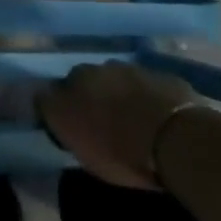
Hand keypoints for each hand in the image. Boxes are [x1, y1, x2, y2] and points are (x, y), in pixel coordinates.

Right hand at [36, 61, 202, 189]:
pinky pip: (147, 87)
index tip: (68, 126)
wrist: (174, 137)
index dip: (60, 108)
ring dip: (118, 94)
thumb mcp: (80, 146)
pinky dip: (145, 98)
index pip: (54, 92)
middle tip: (99, 121)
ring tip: (129, 119)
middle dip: (89, 96)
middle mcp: (98, 69)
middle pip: (86, 81)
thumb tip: (46, 103)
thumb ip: (60, 121)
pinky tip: (154, 116)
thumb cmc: (121, 151)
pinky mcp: (162, 76)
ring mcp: (132, 69)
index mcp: (74, 83)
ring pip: (116, 80)